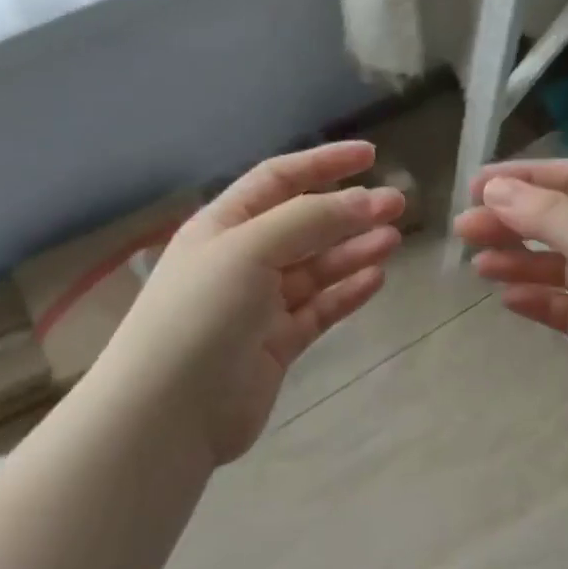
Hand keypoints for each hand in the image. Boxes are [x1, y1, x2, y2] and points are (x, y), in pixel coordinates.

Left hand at [98, 142, 404, 464]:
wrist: (169, 412)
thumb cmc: (202, 314)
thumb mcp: (250, 249)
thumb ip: (310, 220)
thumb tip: (366, 200)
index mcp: (223, 226)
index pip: (278, 180)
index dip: (322, 163)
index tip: (370, 156)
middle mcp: (241, 260)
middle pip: (304, 225)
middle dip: (349, 213)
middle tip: (398, 206)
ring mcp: (259, 304)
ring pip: (316, 269)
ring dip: (353, 251)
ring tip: (394, 241)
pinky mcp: (276, 343)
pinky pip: (319, 309)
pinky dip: (346, 293)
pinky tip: (376, 279)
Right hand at [454, 160, 567, 459]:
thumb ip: (550, 217)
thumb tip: (496, 189)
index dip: (526, 179)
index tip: (475, 186)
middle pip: (563, 223)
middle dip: (514, 223)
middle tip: (463, 229)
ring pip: (561, 266)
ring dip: (520, 263)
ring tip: (477, 266)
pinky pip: (567, 307)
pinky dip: (538, 301)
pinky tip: (507, 299)